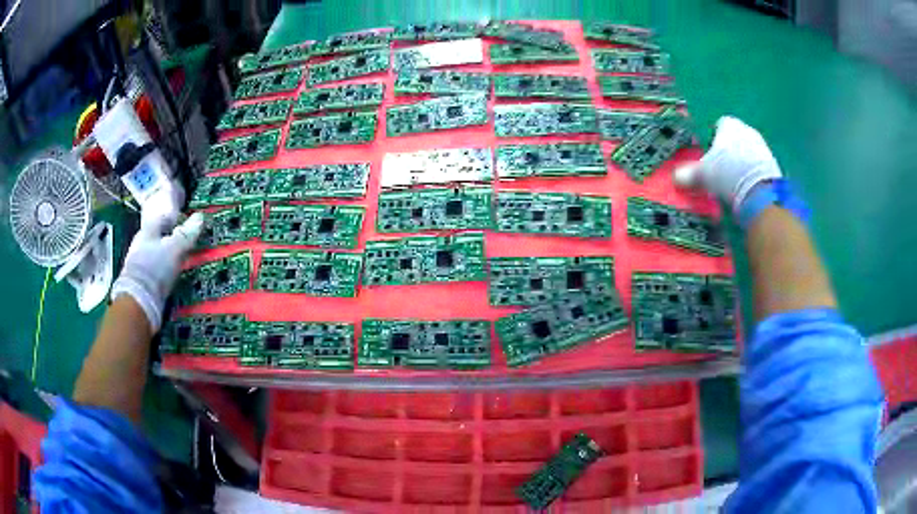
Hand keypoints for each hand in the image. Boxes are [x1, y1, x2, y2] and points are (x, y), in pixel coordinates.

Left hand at [110, 212, 204, 331]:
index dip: (174, 218)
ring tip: (177, 261)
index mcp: (147, 231)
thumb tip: (200, 216)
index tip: (186, 222)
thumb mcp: (175, 249)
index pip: (162, 218)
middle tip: (183, 242)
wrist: (138, 302)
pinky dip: (161, 270)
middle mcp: (140, 244)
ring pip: (154, 253)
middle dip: (169, 237)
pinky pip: (153, 269)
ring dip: (164, 255)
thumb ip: (186, 234)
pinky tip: (168, 276)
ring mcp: (137, 263)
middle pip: (157, 236)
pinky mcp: (140, 282)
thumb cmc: (155, 269)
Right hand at [674, 116, 781, 211]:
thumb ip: (689, 174)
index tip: (710, 156)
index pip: (719, 125)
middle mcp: (747, 129)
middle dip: (729, 151)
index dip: (713, 140)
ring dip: (742, 163)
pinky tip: (747, 187)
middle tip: (721, 170)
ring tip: (734, 182)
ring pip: (748, 151)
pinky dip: (753, 174)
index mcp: (729, 125)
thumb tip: (676, 177)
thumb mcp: (703, 175)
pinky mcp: (773, 164)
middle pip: (735, 138)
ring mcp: (762, 146)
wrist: (759, 192)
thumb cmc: (727, 174)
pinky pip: (759, 165)